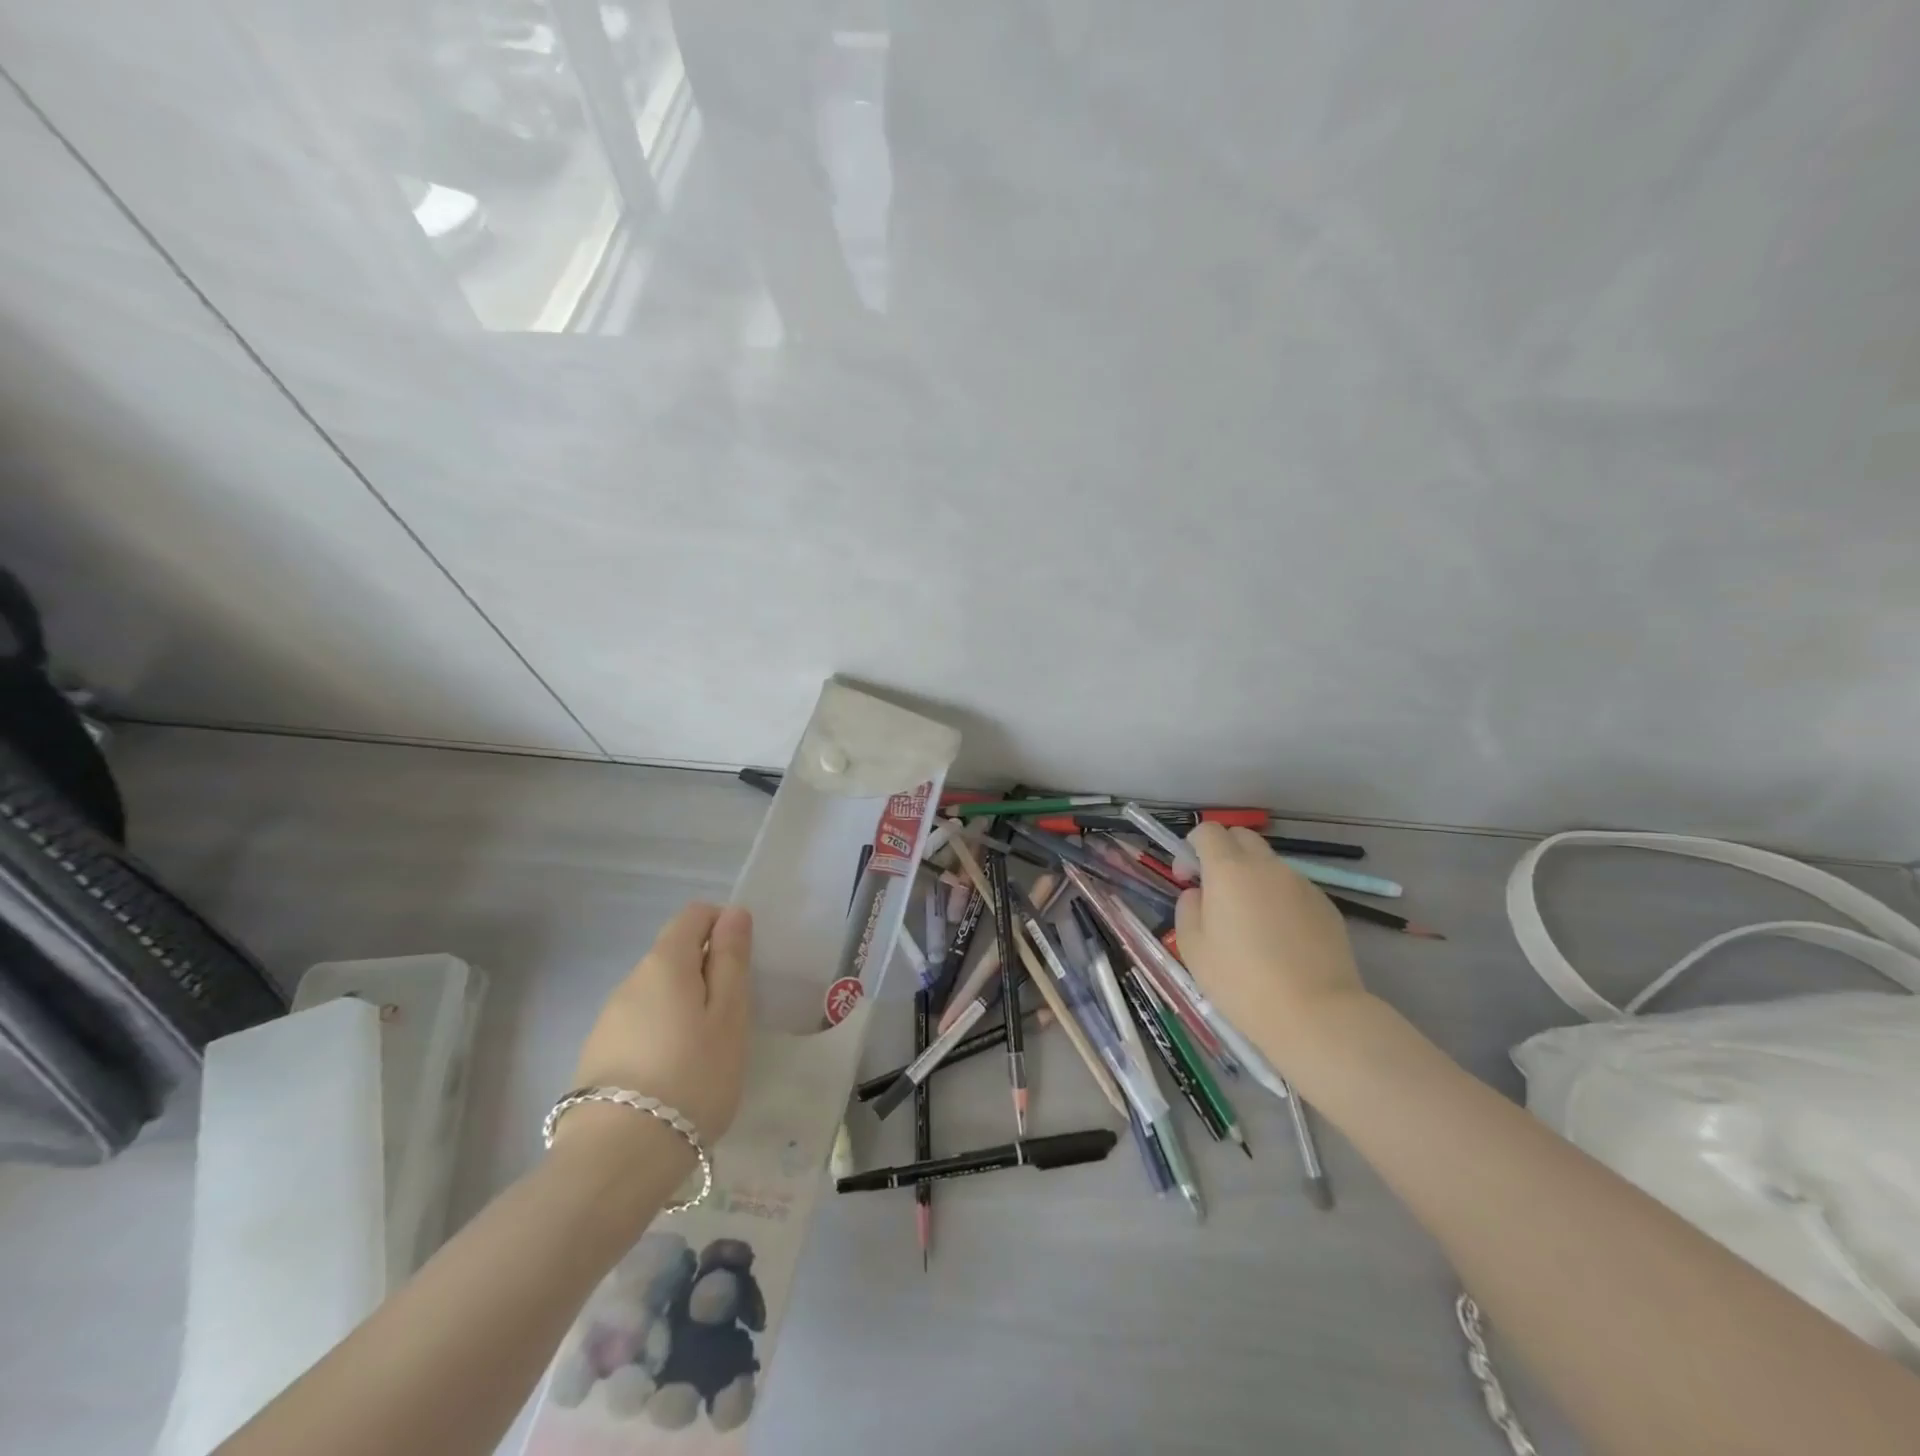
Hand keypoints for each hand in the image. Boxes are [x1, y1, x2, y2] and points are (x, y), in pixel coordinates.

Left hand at [567, 902, 752, 1147]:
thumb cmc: (692, 1077)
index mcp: (665, 962)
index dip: (722, 926)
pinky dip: (662, 1036)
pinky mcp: (597, 1055)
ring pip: (657, 994)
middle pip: (674, 955)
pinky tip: (673, 1077)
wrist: (617, 1160)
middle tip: (731, 1020)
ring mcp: (608, 1019)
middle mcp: (630, 980)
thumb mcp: (729, 1015)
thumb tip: (733, 913)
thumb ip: (731, 960)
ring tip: (704, 1055)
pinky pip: (640, 1026)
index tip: (742, 966)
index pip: (694, 915)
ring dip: (684, 1007)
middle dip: (706, 973)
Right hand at [1174, 824, 1369, 1063]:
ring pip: (1270, 865)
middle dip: (1224, 853)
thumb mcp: (1193, 948)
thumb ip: (1188, 909)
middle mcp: (1267, 867)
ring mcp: (1302, 884)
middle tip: (1216, 891)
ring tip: (1252, 924)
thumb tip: (1198, 894)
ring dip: (1254, 879)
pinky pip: (1294, 890)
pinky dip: (1280, 901)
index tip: (1186, 878)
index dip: (1192, 847)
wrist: (1315, 1014)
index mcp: (1229, 870)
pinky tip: (1281, 940)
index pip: (1208, 831)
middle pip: (1242, 838)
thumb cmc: (1241, 981)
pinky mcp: (1327, 906)